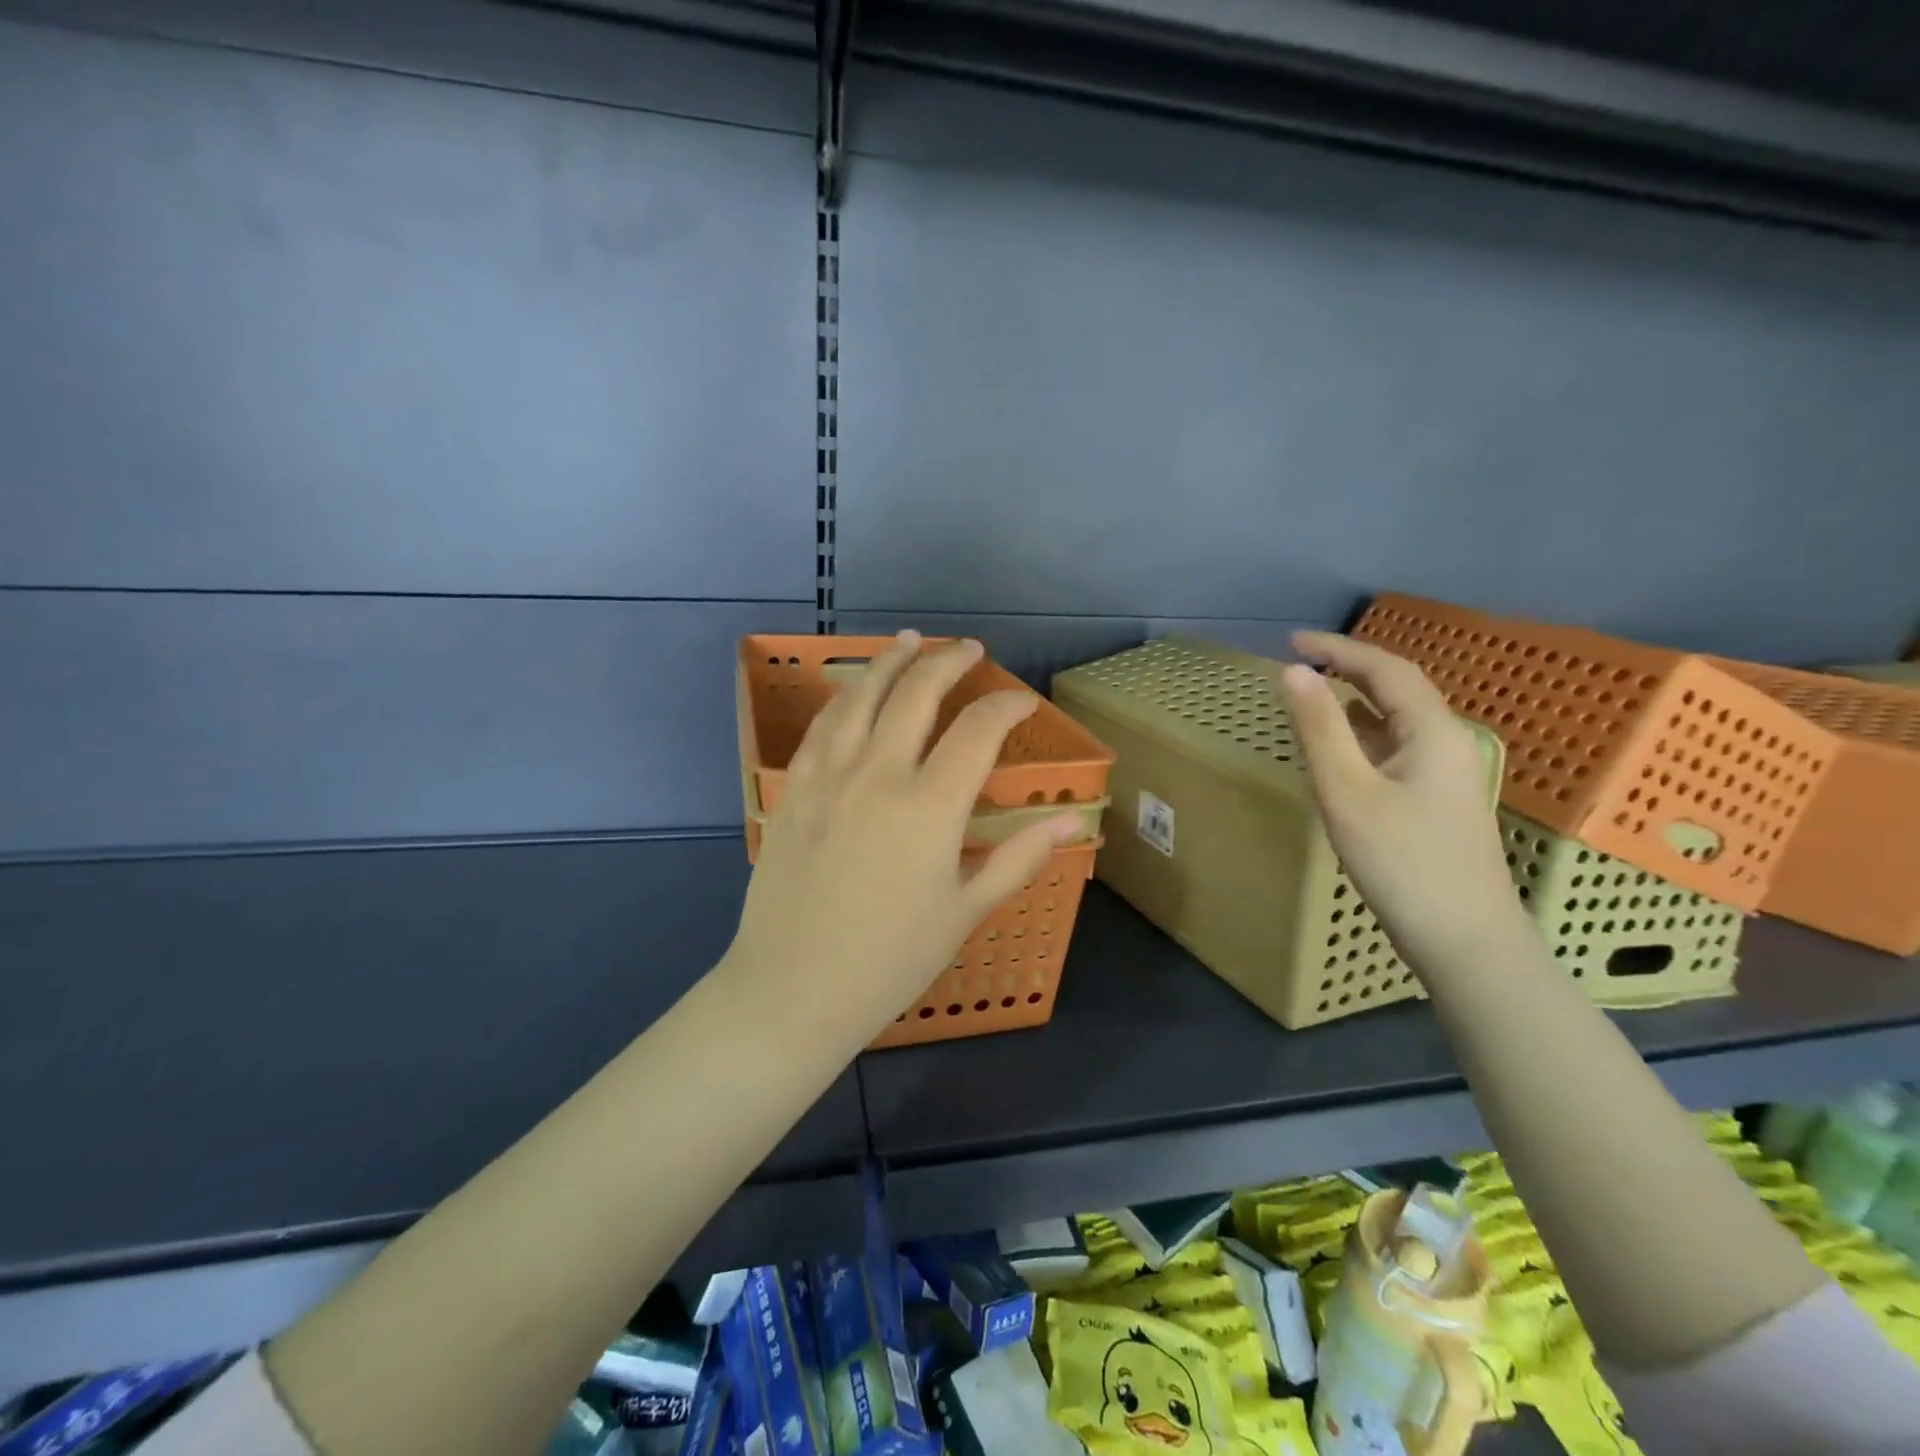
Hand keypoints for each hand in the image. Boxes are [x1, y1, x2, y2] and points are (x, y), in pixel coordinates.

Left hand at [726, 632, 1081, 1042]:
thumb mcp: (965, 911)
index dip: (1006, 707)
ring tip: (910, 641)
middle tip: (970, 649)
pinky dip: (844, 697)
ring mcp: (828, 777)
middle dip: (948, 661)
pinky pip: (821, 727)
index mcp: (929, 807)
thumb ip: (1019, 857)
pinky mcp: (794, 789)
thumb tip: (1074, 821)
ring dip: (889, 661)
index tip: (1023, 702)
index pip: (978, 731)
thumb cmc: (891, 960)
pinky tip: (855, 690)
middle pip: (916, 694)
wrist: (794, 989)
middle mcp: (878, 775)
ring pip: (861, 697)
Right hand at [1275, 631, 1529, 979]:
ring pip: (1398, 719)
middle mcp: (1447, 742)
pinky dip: (1364, 732)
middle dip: (1349, 667)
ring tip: (1313, 693)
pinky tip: (1341, 748)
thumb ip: (1319, 728)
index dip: (1339, 647)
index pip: (1385, 669)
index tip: (1291, 641)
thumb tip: (1292, 672)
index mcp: (1432, 731)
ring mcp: (1448, 774)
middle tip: (1299, 662)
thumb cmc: (1402, 863)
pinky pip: (1397, 747)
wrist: (1466, 941)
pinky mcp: (1438, 801)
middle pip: (1398, 688)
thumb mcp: (1347, 791)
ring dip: (1356, 698)